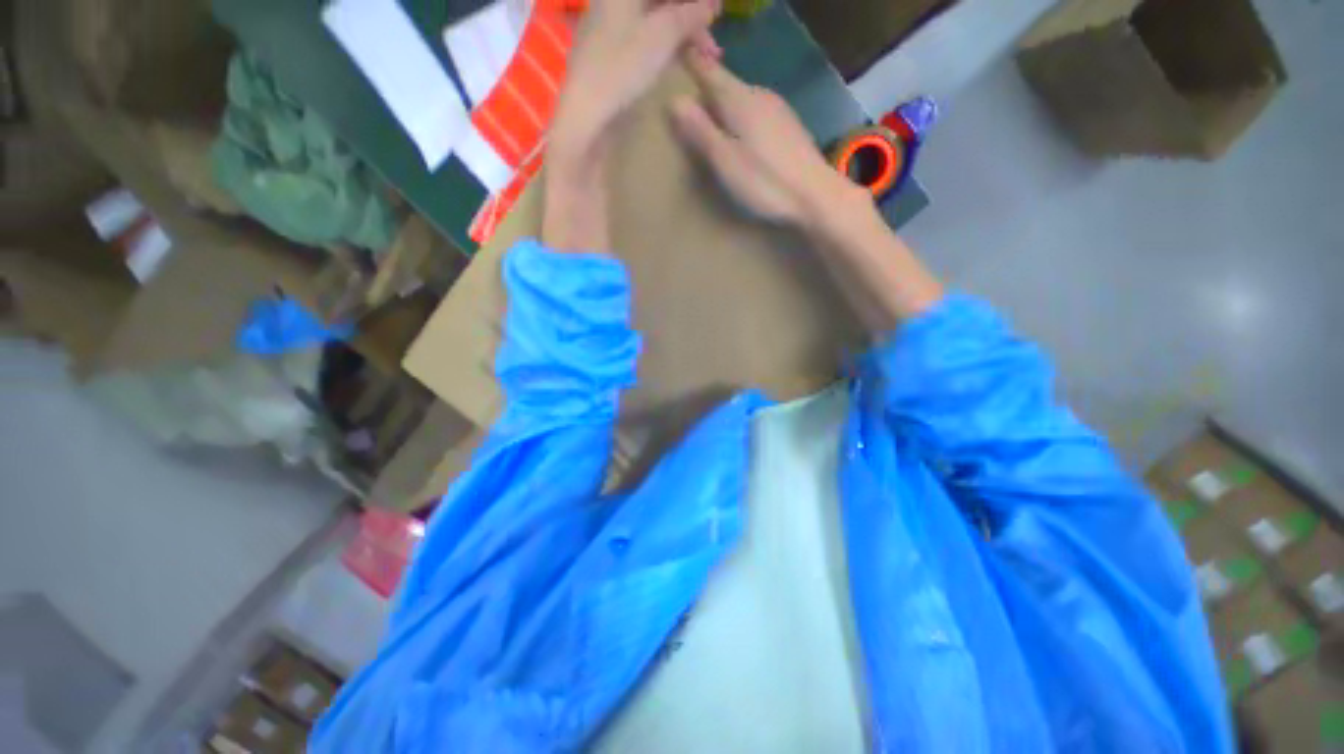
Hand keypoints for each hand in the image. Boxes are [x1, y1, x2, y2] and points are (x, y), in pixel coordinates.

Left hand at [550, 0, 721, 161]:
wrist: (587, 115)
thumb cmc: (622, 69)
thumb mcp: (661, 37)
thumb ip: (689, 15)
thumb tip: (712, 2)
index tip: (717, 10)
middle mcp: (615, 2)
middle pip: (660, 2)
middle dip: (691, 14)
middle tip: (713, 40)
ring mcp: (613, 29)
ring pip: (656, 19)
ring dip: (684, 32)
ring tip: (705, 53)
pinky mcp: (614, 55)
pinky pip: (647, 38)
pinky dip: (668, 44)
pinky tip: (681, 57)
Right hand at [673, 50, 941, 326]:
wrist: (815, 195)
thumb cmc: (764, 181)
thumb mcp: (724, 160)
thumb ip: (700, 131)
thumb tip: (674, 100)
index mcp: (739, 100)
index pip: (709, 72)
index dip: (692, 67)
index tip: (678, 70)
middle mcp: (759, 95)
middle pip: (727, 86)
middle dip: (707, 93)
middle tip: (689, 108)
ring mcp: (778, 110)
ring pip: (743, 100)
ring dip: (726, 108)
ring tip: (712, 126)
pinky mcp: (789, 127)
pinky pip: (757, 114)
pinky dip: (743, 121)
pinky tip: (742, 140)